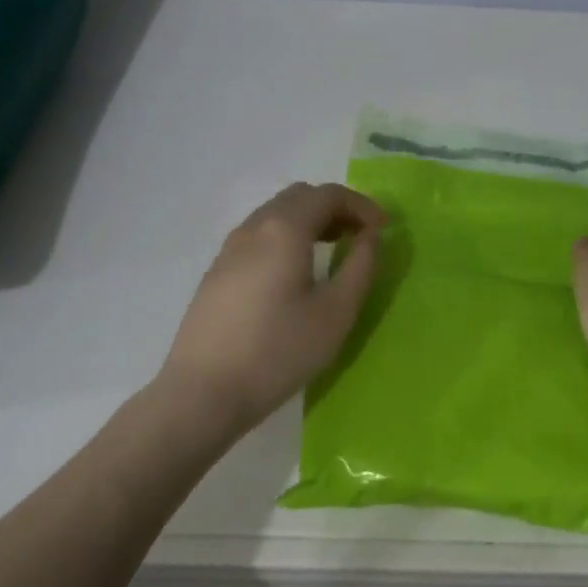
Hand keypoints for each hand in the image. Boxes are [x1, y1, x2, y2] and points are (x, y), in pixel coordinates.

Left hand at [158, 182, 384, 433]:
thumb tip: (370, 236)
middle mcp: (253, 227)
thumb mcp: (336, 312)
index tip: (384, 229)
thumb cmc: (278, 351)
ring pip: (275, 214)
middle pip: (299, 197)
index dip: (362, 205)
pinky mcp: (217, 272)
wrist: (203, 392)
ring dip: (309, 221)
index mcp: (284, 228)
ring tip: (332, 251)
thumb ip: (361, 266)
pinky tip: (295, 273)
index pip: (328, 194)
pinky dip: (286, 237)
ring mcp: (229, 249)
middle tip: (360, 237)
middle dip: (335, 208)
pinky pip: (258, 236)